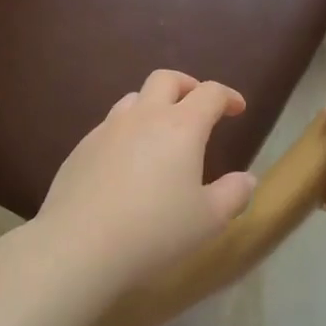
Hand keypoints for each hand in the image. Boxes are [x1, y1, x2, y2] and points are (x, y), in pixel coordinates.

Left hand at [29, 70, 256, 302]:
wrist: (78, 246)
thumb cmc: (154, 231)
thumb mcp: (208, 220)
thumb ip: (233, 195)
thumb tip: (247, 179)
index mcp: (181, 126)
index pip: (210, 93)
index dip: (228, 96)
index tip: (237, 109)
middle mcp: (144, 116)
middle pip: (167, 79)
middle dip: (188, 85)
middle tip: (198, 106)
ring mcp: (107, 129)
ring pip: (134, 98)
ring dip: (153, 105)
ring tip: (161, 132)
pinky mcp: (81, 149)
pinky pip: (109, 126)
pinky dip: (126, 132)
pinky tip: (126, 163)